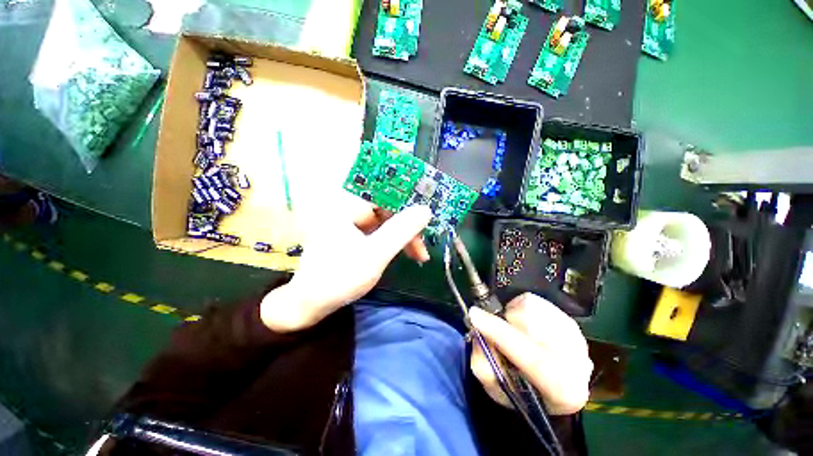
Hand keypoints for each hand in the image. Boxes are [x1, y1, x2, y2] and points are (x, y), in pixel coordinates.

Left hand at [261, 197, 432, 332]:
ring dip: (403, 237)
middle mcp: (348, 208)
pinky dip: (393, 241)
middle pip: (388, 209)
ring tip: (418, 256)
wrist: (311, 303)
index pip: (386, 195)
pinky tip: (403, 252)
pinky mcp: (353, 233)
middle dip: (408, 228)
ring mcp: (351, 221)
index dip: (409, 204)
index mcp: (347, 206)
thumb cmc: (340, 278)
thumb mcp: (376, 254)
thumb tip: (425, 210)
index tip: (427, 220)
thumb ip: (401, 231)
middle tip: (422, 249)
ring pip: (386, 221)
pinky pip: (379, 230)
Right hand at [469, 293, 592, 414]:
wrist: (549, 382)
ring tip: (511, 332)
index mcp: (564, 392)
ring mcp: (576, 337)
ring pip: (532, 310)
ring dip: (512, 317)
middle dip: (504, 323)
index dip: (500, 334)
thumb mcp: (497, 388)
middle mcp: (579, 363)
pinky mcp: (568, 319)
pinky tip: (522, 325)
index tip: (475, 315)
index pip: (534, 359)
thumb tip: (479, 334)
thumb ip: (484, 365)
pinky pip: (533, 301)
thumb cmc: (522, 389)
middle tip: (487, 324)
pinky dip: (518, 308)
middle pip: (532, 328)